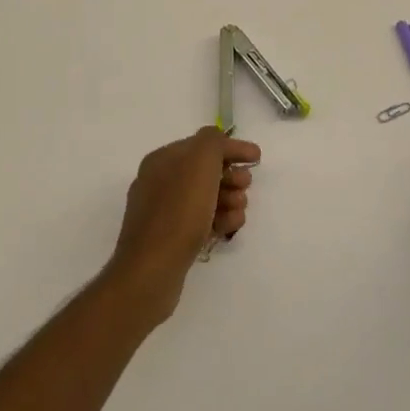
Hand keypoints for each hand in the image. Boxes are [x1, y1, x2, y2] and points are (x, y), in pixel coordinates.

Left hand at [105, 128, 260, 322]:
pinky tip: (228, 229)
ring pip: (206, 198)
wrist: (152, 269)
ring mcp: (163, 212)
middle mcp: (159, 182)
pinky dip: (218, 221)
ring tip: (238, 212)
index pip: (202, 144)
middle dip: (231, 177)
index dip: (232, 148)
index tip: (257, 159)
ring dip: (229, 200)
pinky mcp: (170, 238)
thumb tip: (219, 141)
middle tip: (244, 187)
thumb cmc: (179, 211)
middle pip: (205, 172)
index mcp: (163, 159)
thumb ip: (213, 142)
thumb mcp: (200, 163)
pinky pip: (200, 221)